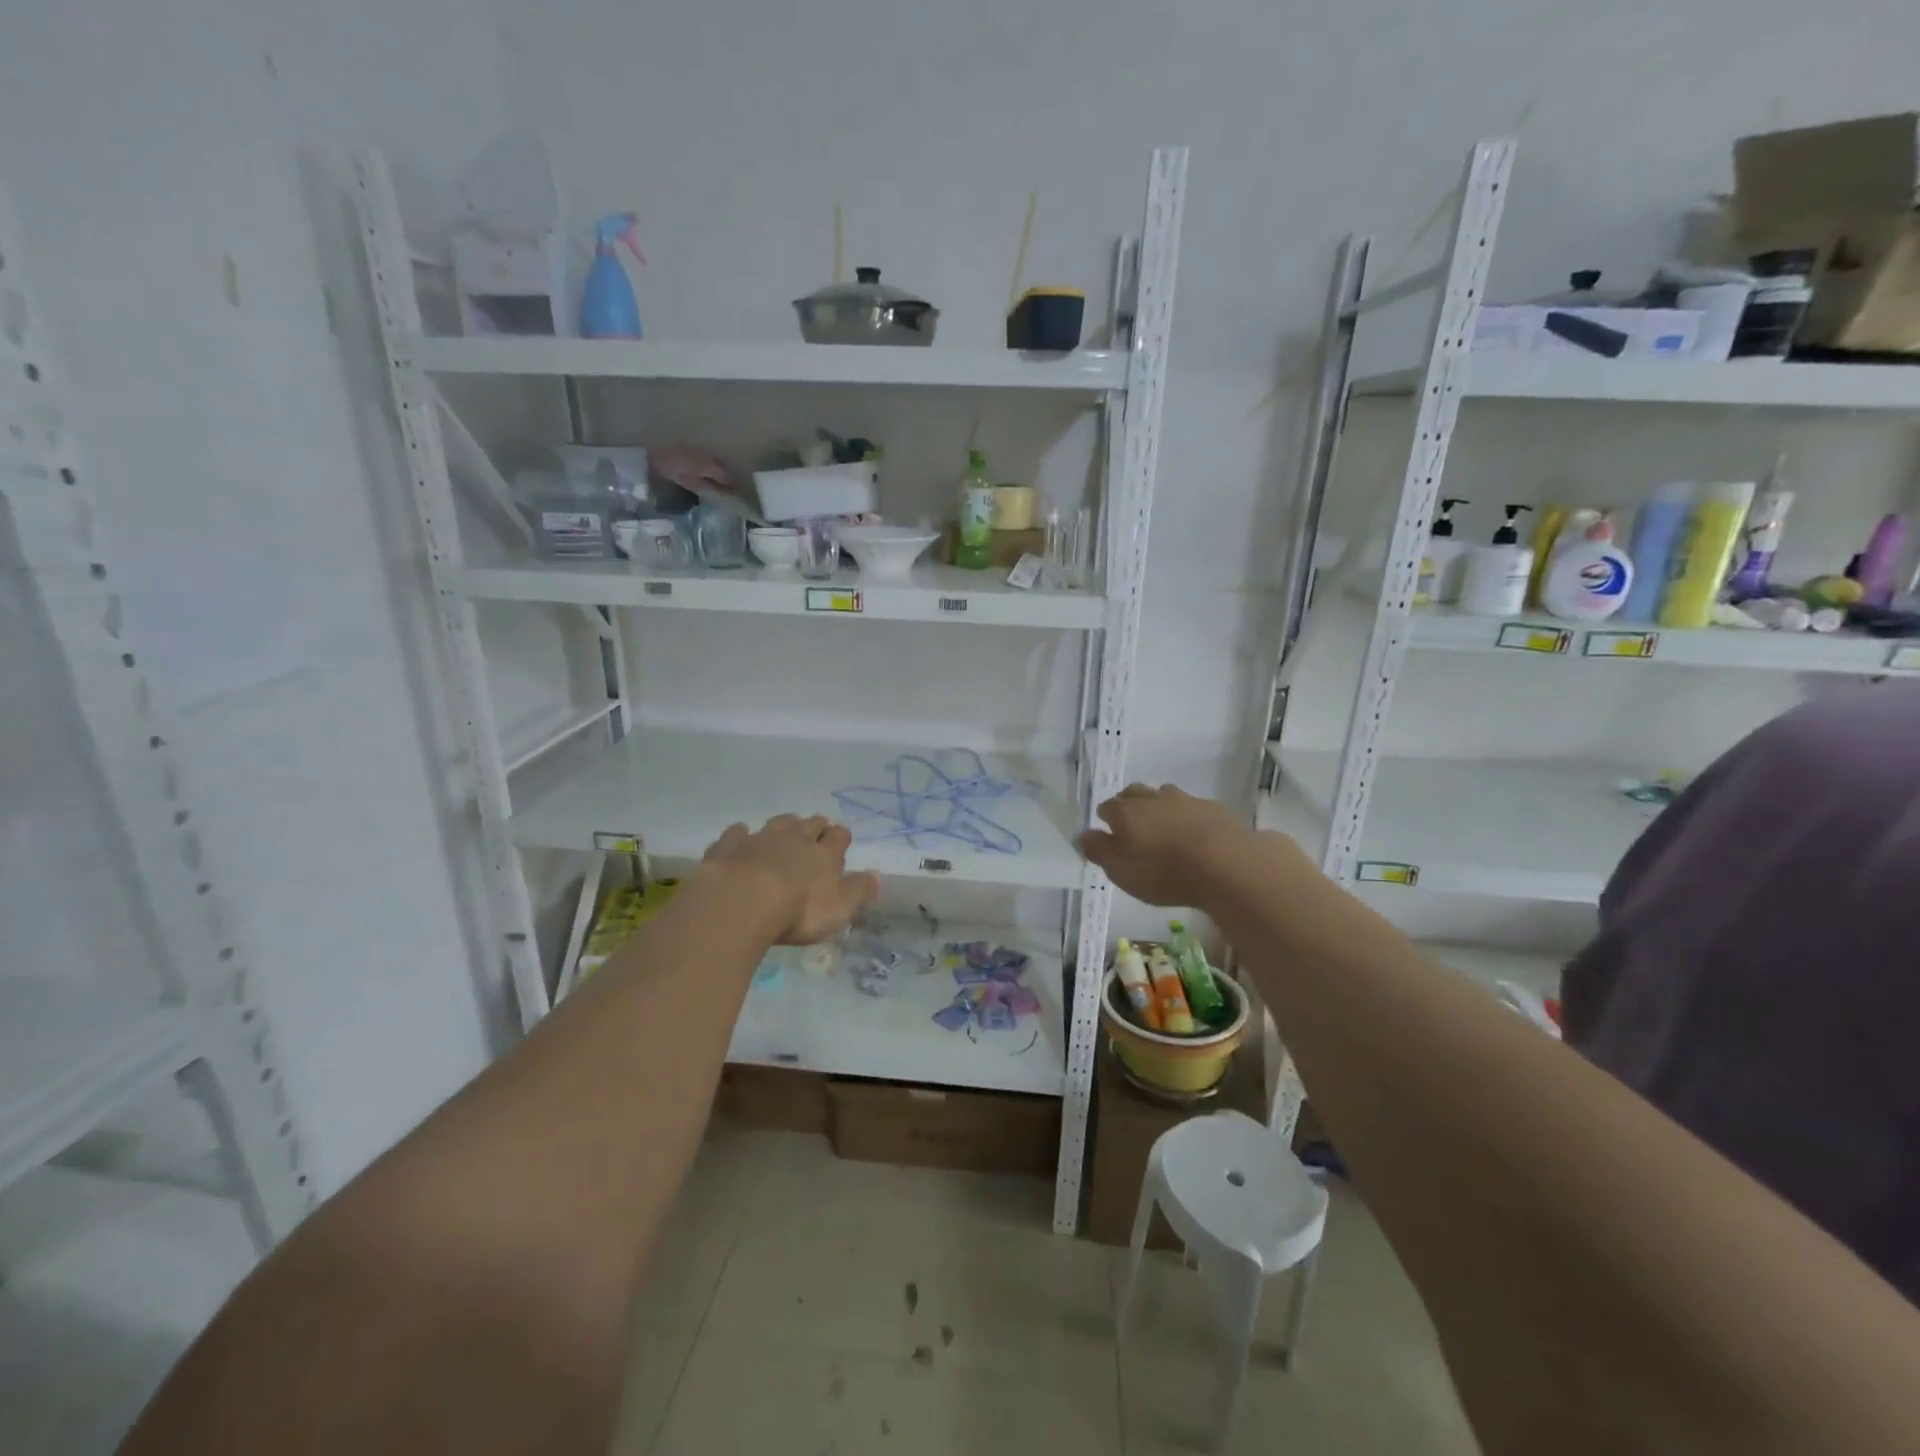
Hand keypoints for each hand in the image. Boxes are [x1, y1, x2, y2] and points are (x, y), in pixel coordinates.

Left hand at [700, 814, 880, 944]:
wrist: (741, 902)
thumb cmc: (797, 911)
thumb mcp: (839, 909)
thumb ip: (859, 891)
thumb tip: (877, 876)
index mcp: (823, 854)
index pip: (839, 836)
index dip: (840, 838)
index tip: (840, 843)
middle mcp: (794, 839)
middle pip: (810, 824)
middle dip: (815, 826)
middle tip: (816, 832)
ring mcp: (760, 839)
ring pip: (777, 823)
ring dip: (784, 825)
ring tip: (786, 830)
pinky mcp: (729, 846)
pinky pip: (737, 833)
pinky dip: (741, 834)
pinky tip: (740, 835)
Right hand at [1075, 783, 1281, 907]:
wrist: (1227, 864)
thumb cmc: (1164, 872)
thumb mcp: (1120, 870)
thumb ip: (1098, 850)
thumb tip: (1081, 834)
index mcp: (1126, 811)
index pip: (1106, 807)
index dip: (1105, 820)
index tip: (1108, 836)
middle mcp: (1153, 798)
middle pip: (1134, 794)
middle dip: (1130, 806)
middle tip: (1133, 828)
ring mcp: (1186, 800)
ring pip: (1165, 796)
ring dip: (1161, 808)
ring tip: (1165, 830)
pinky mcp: (1215, 809)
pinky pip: (1194, 808)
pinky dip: (1189, 818)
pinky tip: (1196, 836)